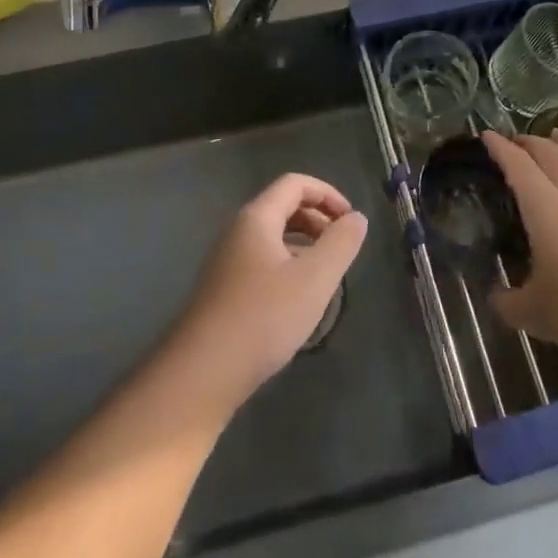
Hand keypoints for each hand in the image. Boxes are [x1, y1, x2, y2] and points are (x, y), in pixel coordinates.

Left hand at [166, 174, 368, 413]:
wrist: (201, 373)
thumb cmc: (263, 317)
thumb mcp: (314, 279)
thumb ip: (340, 244)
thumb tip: (356, 218)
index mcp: (257, 217)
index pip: (295, 183)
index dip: (327, 194)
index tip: (351, 221)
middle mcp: (238, 231)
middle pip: (283, 207)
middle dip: (317, 219)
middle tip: (342, 248)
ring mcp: (227, 261)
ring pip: (273, 237)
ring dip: (304, 245)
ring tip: (326, 275)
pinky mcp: (223, 290)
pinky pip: (262, 262)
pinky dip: (287, 266)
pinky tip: (298, 301)